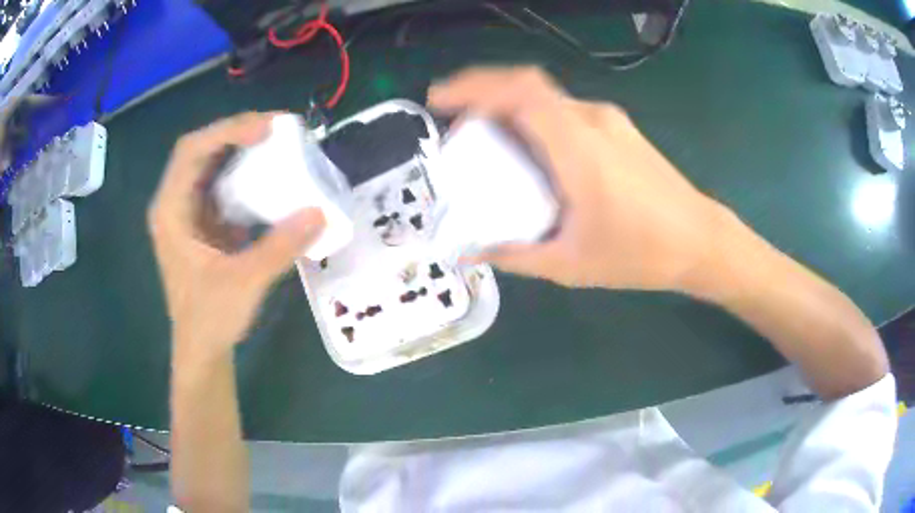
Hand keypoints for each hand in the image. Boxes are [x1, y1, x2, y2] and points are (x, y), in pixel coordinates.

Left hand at [148, 112, 325, 365]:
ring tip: (277, 143)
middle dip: (237, 133)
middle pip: (201, 150)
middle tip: (278, 128)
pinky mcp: (203, 223)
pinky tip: (267, 176)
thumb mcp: (245, 283)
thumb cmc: (210, 319)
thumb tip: (320, 212)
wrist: (202, 349)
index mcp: (171, 211)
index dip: (227, 131)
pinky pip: (222, 185)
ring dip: (241, 150)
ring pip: (212, 165)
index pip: (192, 151)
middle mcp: (175, 203)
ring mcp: (188, 212)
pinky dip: (244, 174)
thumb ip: (280, 247)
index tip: (266, 130)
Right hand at [430, 67, 726, 290]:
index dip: (476, 86)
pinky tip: (530, 153)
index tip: (440, 100)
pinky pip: (564, 112)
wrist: (700, 240)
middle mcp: (593, 120)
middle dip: (482, 96)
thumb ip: (516, 255)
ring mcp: (609, 120)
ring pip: (546, 99)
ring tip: (487, 142)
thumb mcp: (571, 264)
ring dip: (509, 109)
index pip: (522, 92)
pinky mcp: (618, 128)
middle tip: (456, 128)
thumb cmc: (642, 254)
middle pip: (528, 87)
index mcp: (581, 148)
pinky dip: (534, 120)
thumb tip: (470, 252)